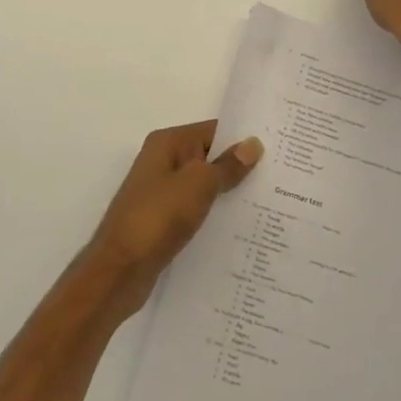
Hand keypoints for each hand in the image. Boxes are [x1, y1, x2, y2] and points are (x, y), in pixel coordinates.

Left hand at [87, 121, 262, 310]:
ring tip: (271, 202)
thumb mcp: (199, 185)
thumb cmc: (158, 218)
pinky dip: (215, 214)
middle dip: (241, 167)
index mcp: (168, 143)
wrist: (119, 271)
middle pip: (210, 157)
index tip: (278, 149)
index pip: (214, 130)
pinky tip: (242, 228)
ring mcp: (162, 192)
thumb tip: (253, 144)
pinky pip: (197, 209)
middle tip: (282, 178)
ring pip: (205, 185)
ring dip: (230, 193)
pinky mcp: (164, 220)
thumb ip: (228, 166)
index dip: (244, 139)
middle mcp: (163, 161)